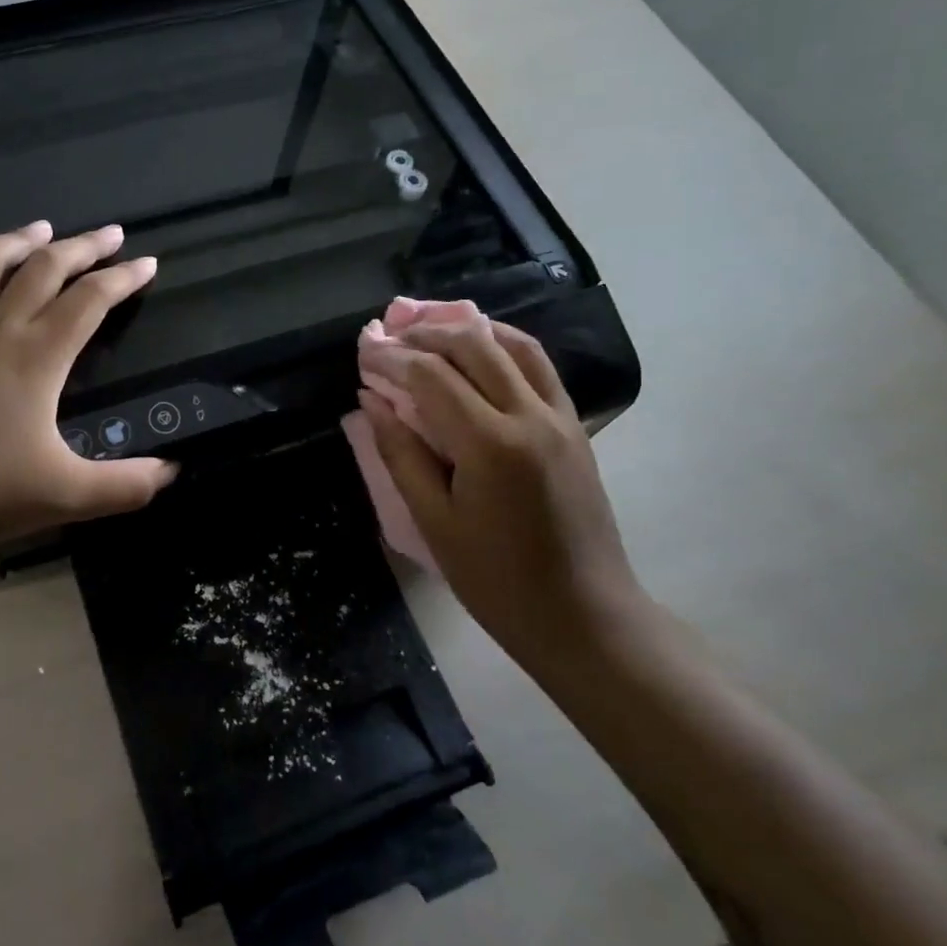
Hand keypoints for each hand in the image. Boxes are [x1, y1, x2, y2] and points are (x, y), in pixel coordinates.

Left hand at [0, 221, 175, 545]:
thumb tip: (173, 473)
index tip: (145, 262)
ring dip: (19, 240)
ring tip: (41, 229)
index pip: (91, 301)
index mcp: (37, 357)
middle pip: (45, 269)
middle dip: (83, 247)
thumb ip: (123, 485)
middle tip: (108, 233)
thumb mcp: (63, 496)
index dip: (123, 278)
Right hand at [359, 319, 647, 666]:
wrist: (584, 616)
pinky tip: (479, 349)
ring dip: (466, 329)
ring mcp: (560, 417)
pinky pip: (539, 366)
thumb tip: (371, 400)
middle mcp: (530, 416)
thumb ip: (400, 453)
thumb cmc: (496, 580)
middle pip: (473, 344)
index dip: (391, 357)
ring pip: (513, 344)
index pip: (431, 376)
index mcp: (490, 445)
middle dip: (424, 332)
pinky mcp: (575, 425)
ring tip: (429, 330)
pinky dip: (504, 345)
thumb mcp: (433, 522)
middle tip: (388, 335)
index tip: (363, 349)